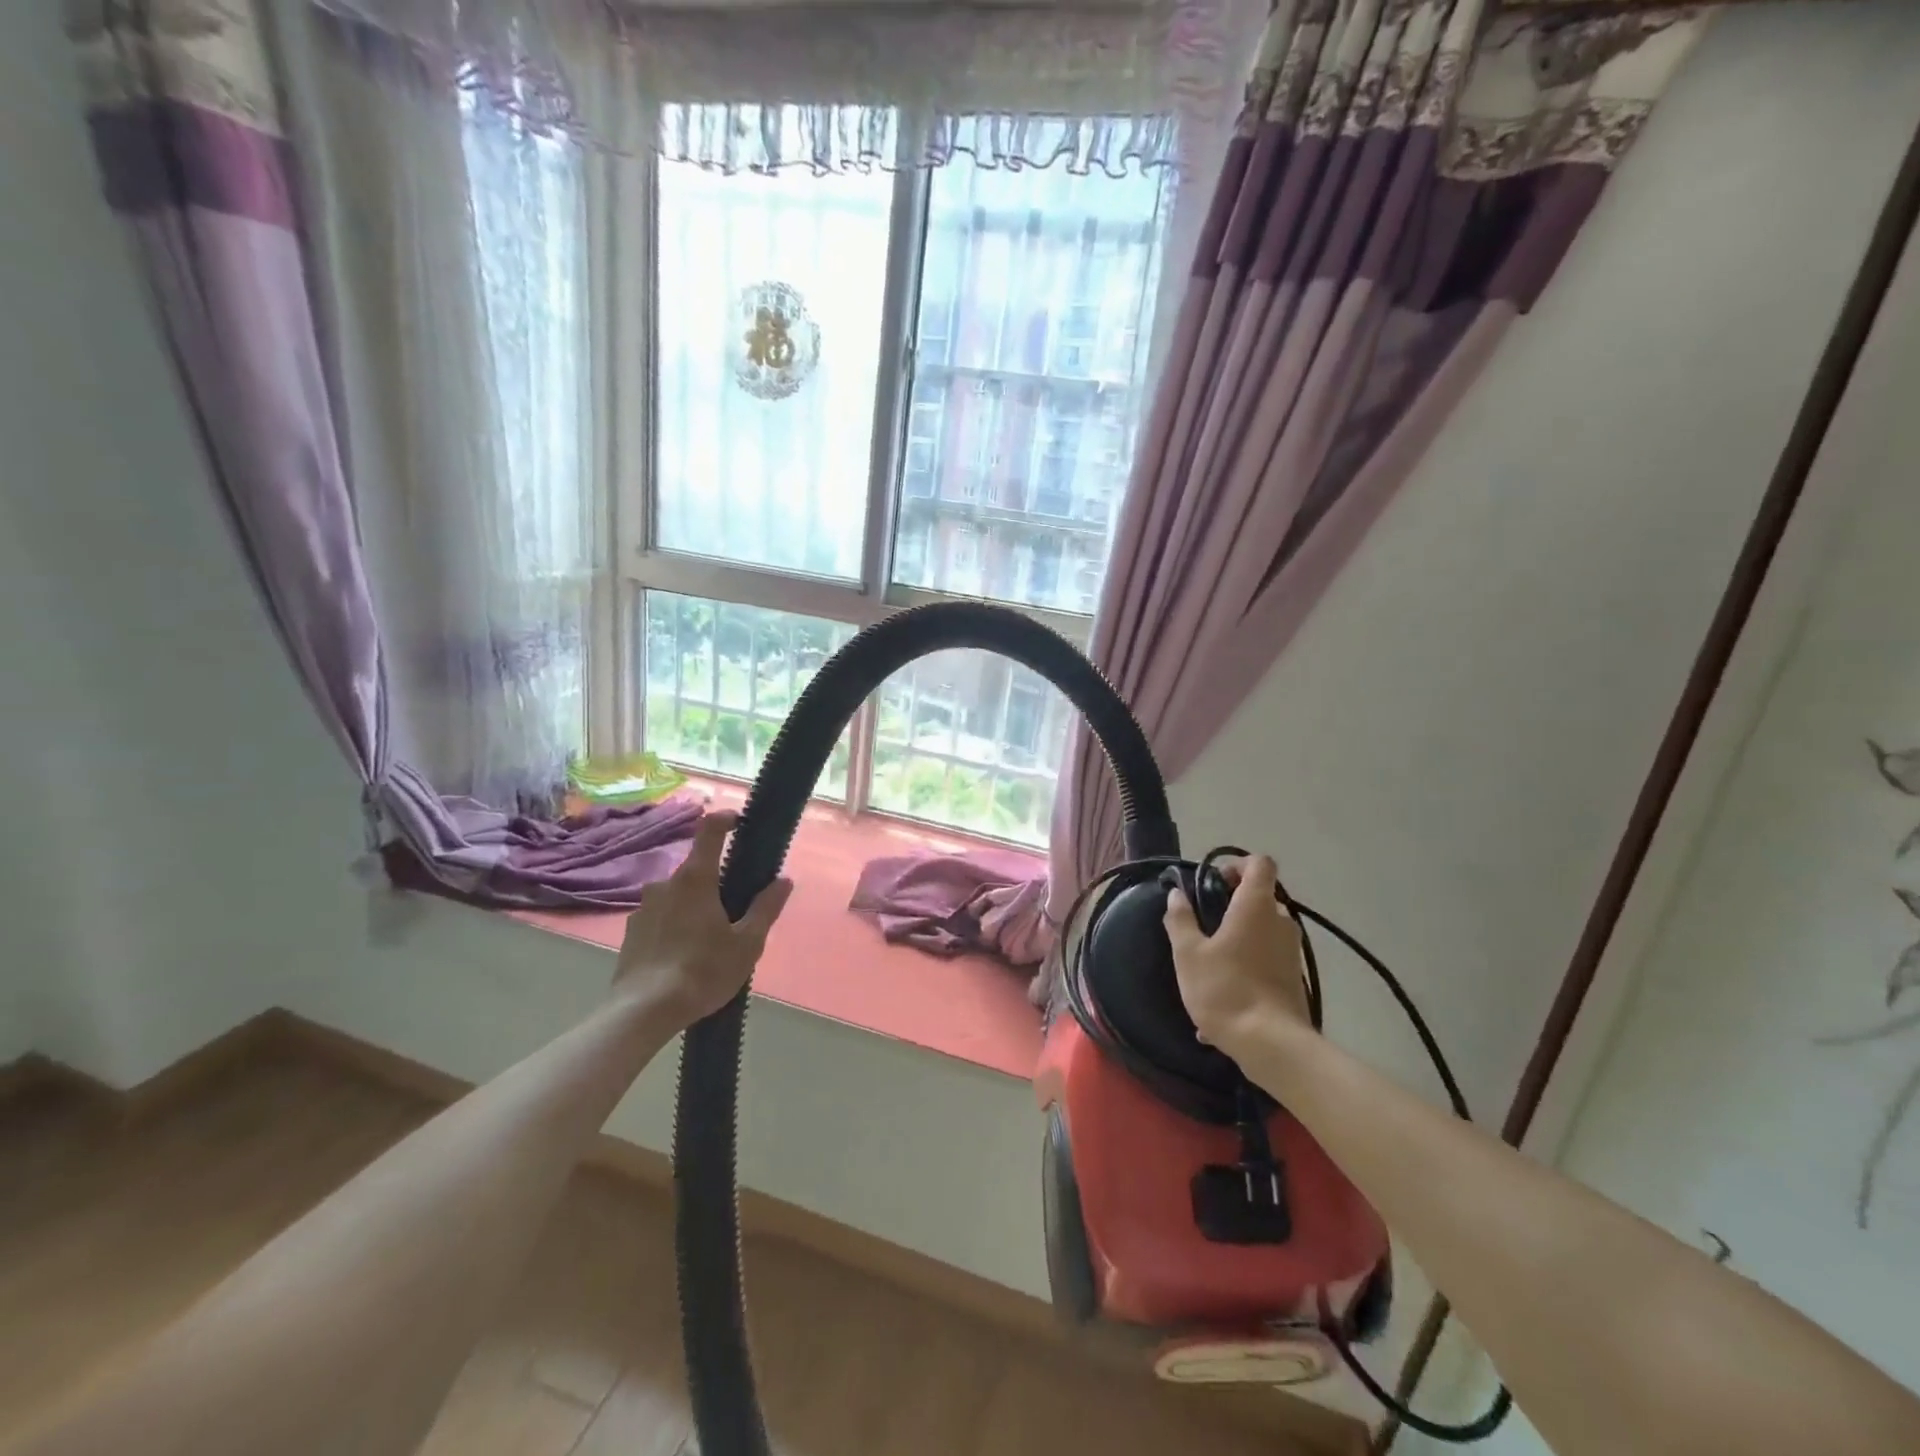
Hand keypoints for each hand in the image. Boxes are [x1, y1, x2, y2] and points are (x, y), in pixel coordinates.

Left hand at [614, 811, 793, 1029]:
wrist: (642, 1012)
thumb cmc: (703, 971)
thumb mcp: (747, 943)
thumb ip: (766, 908)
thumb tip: (783, 880)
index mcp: (696, 879)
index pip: (709, 831)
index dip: (725, 819)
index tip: (739, 821)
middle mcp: (665, 884)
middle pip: (696, 870)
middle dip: (716, 883)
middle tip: (735, 911)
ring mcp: (643, 908)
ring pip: (677, 896)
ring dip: (694, 906)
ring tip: (709, 940)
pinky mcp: (631, 932)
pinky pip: (661, 917)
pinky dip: (675, 925)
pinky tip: (684, 955)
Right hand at [1165, 854, 1312, 1057]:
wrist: (1272, 1045)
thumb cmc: (1226, 989)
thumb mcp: (1188, 954)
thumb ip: (1181, 919)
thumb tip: (1176, 894)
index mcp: (1256, 906)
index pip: (1260, 863)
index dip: (1237, 864)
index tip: (1213, 882)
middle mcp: (1280, 922)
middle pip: (1261, 897)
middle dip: (1233, 903)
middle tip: (1204, 922)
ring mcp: (1291, 951)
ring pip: (1264, 930)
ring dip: (1239, 936)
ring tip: (1209, 963)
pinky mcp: (1295, 978)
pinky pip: (1266, 960)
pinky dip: (1247, 965)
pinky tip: (1223, 996)